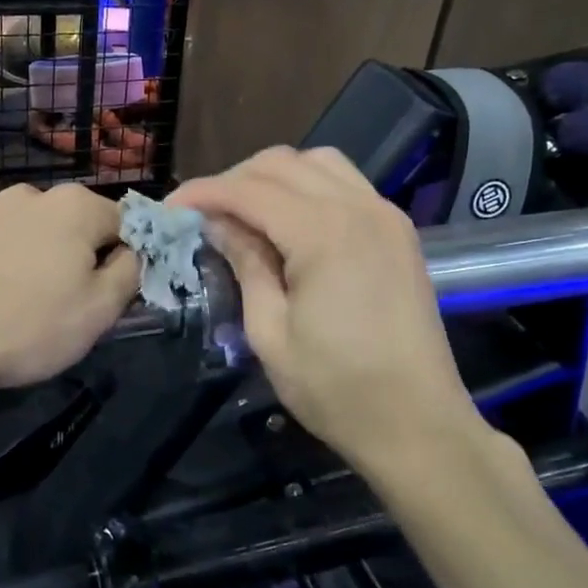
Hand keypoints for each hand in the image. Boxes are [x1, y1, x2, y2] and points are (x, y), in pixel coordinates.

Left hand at [0, 183, 138, 389]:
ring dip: (35, 260)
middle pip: (74, 226)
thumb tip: (133, 253)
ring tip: (19, 308)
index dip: (126, 260)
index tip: (111, 295)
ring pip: (29, 235)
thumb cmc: (27, 324)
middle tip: (67, 306)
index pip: (124, 223)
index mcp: (74, 205)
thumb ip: (131, 273)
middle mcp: (29, 195)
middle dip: (78, 258)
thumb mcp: (100, 311)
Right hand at [170, 148, 487, 470]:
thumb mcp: (270, 332)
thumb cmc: (336, 389)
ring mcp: (385, 214)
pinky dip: (309, 187)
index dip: (203, 192)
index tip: (169, 207)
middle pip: (282, 164)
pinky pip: (346, 183)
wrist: (418, 424)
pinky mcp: (398, 231)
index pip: (249, 190)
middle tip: (202, 213)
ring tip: (244, 211)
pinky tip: (290, 220)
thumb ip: (244, 264)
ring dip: (274, 176)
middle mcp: (359, 207)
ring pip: (318, 163)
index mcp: (324, 233)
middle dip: (234, 180)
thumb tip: (217, 223)